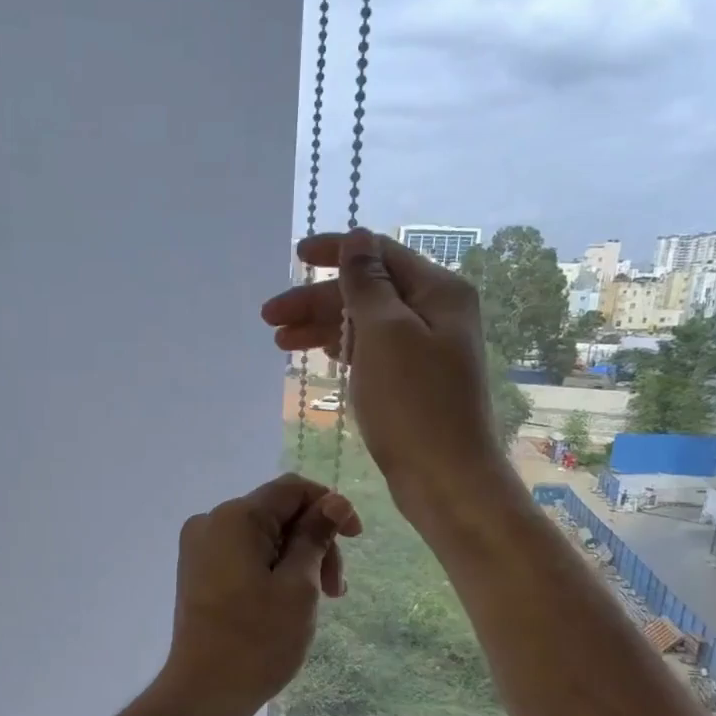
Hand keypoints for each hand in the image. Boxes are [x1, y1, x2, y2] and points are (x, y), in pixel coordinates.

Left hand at [159, 473, 360, 715]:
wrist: (204, 691)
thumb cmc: (258, 639)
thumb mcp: (298, 585)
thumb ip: (316, 536)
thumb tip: (335, 501)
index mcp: (235, 517)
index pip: (292, 489)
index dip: (330, 506)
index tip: (356, 540)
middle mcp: (211, 521)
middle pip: (278, 513)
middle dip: (314, 542)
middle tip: (335, 590)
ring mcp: (199, 547)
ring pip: (263, 535)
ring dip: (297, 559)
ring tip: (318, 601)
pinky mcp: (197, 571)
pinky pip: (244, 553)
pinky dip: (272, 568)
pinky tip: (288, 600)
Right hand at [262, 227, 509, 524]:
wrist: (446, 478)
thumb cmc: (413, 403)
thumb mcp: (385, 333)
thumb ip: (367, 282)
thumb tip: (357, 238)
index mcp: (438, 291)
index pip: (379, 254)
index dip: (335, 251)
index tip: (294, 258)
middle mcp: (435, 313)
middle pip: (367, 292)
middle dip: (317, 300)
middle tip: (269, 318)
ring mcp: (425, 350)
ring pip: (364, 325)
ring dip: (322, 328)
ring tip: (280, 342)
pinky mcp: (412, 382)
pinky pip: (370, 353)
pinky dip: (341, 351)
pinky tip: (316, 356)